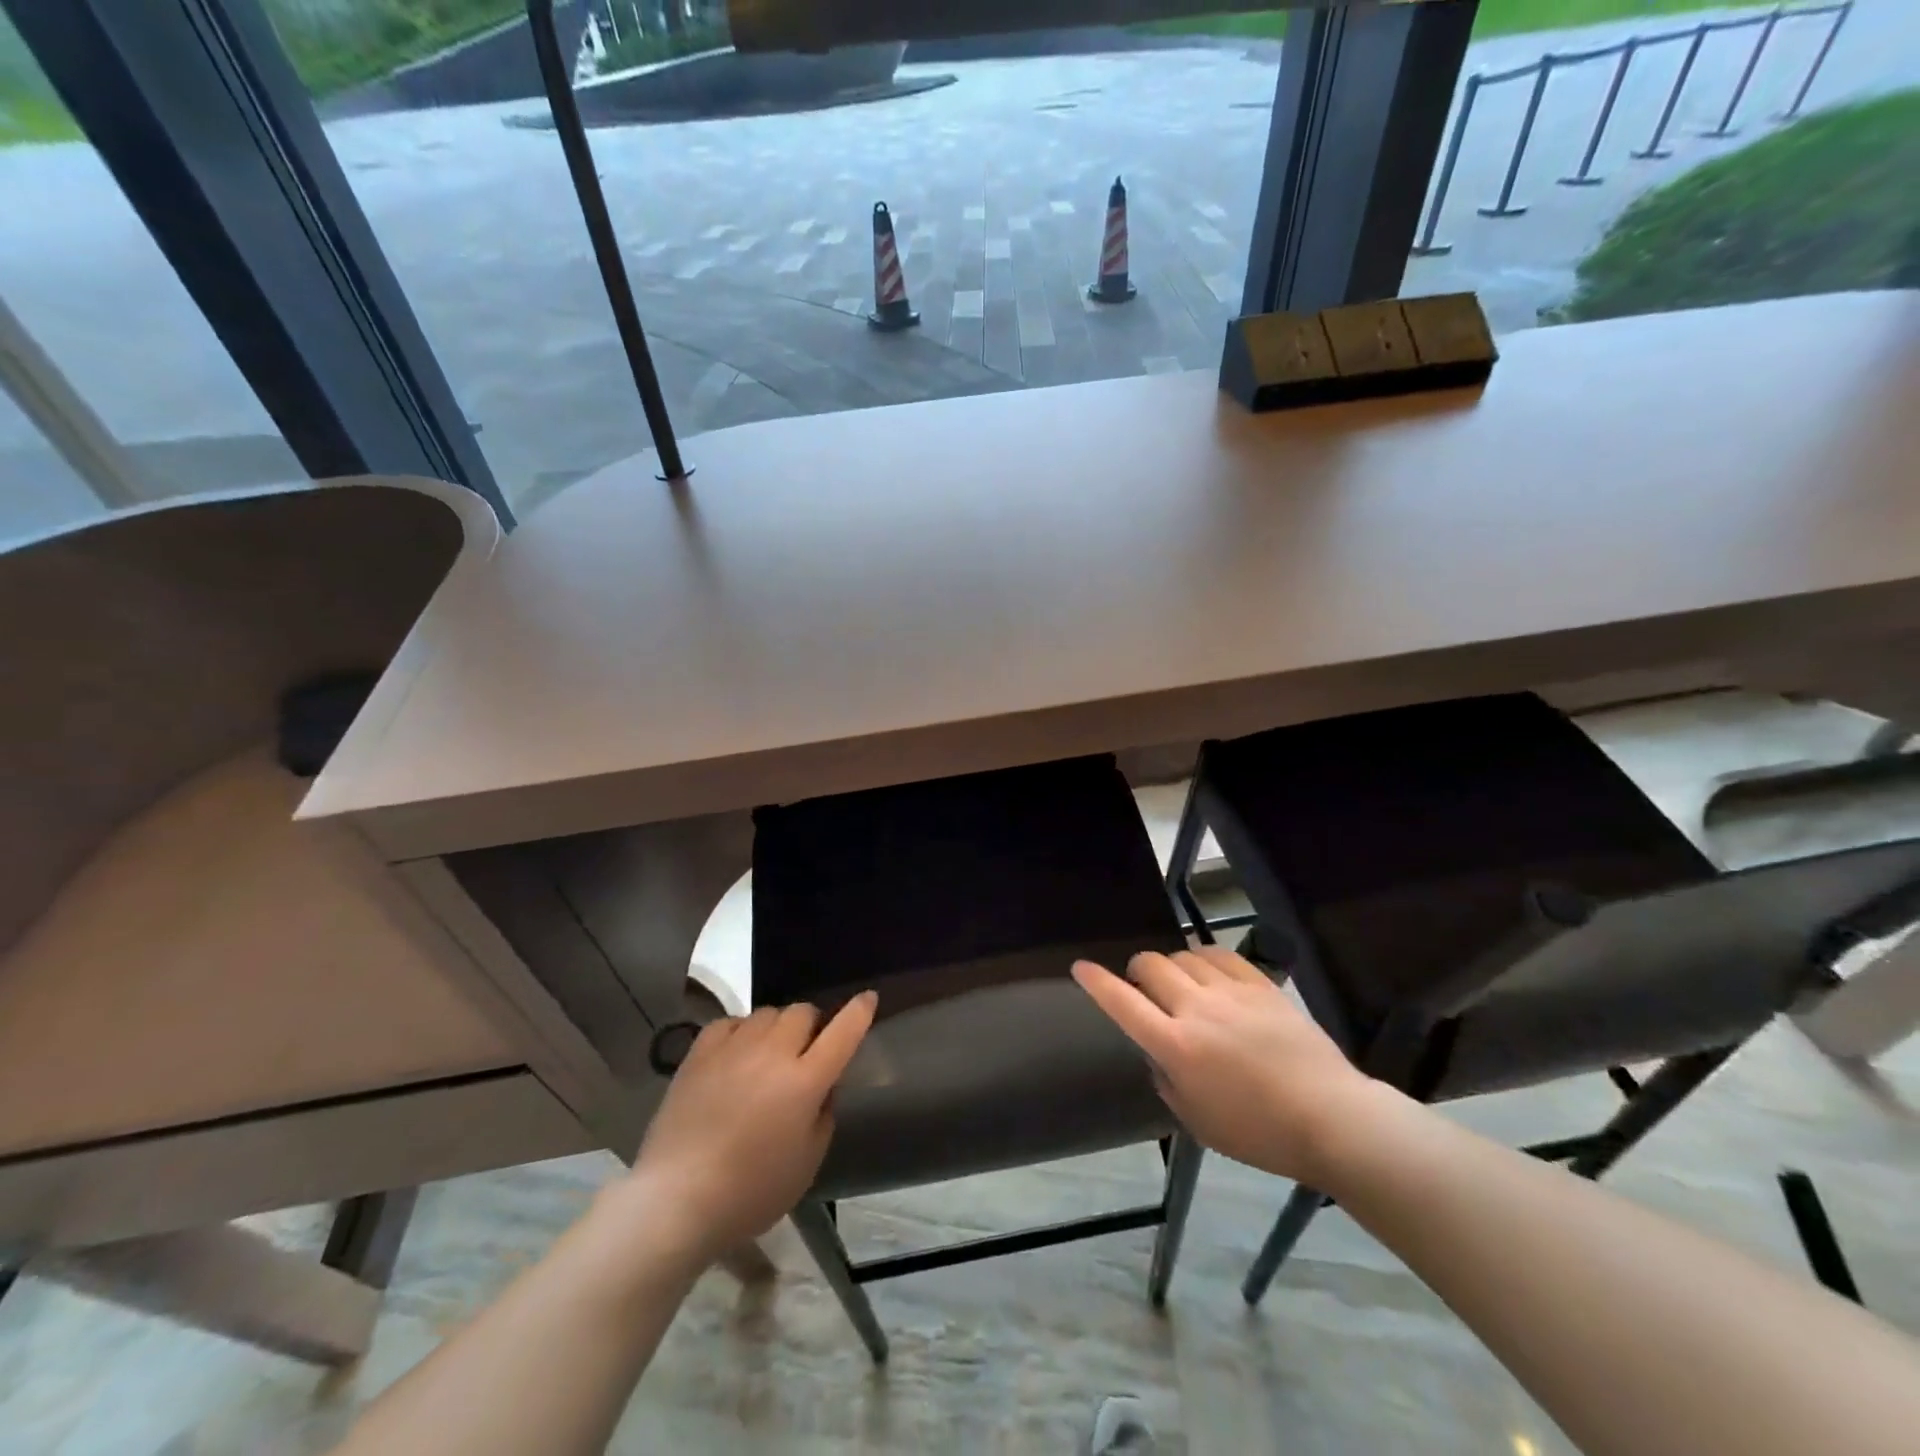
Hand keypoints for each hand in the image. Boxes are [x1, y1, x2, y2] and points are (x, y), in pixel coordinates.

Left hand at [622, 994, 876, 1266]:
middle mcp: (773, 1053)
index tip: (868, 998)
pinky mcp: (700, 1052)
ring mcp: (734, 1048)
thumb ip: (823, 1115)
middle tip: (805, 1051)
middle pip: (803, 1012)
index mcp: (805, 1081)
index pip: (843, 1032)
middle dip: (811, 1025)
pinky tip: (736, 1054)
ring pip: (767, 1013)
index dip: (859, 1011)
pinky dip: (741, 1031)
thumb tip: (822, 1087)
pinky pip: (730, 1023)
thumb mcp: (807, 1163)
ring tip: (767, 1054)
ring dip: (776, 1028)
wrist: (676, 1200)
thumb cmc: (750, 1192)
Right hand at [1072, 947, 1388, 1183]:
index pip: (1123, 1003)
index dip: (1096, 982)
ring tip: (1181, 984)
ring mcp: (1231, 992)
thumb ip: (1167, 1080)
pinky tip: (1209, 972)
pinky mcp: (1260, 985)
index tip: (1080, 967)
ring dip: (1172, 966)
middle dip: (1137, 971)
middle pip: (1151, 966)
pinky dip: (1205, 958)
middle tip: (1143, 988)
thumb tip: (1158, 1052)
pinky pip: (1221, 954)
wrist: (1331, 1118)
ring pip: (1184, 955)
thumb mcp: (1197, 1121)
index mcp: (1176, 1046)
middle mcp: (1197, 1009)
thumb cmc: (1259, 1133)